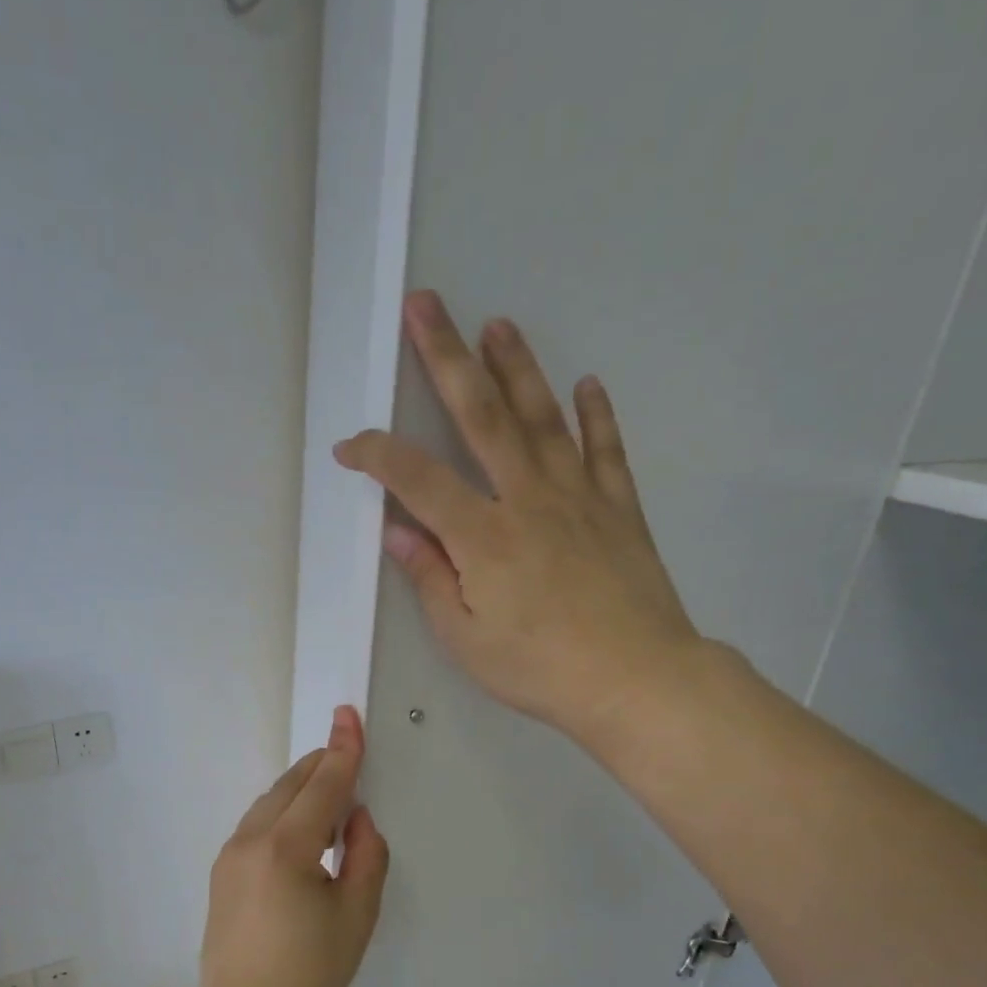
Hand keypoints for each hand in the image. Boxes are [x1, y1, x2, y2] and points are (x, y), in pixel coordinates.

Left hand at [198, 705, 389, 986]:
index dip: (342, 750)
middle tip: (347, 754)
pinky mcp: (221, 874)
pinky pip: (256, 825)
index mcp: (286, 848)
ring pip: (269, 803)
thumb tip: (357, 817)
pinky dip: (282, 813)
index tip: (348, 714)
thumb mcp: (357, 915)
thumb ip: (366, 855)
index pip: (322, 785)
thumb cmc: (312, 975)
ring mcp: (229, 856)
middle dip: (320, 766)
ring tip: (330, 796)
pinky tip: (301, 832)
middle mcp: (250, 841)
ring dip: (300, 790)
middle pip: (290, 785)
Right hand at [334, 290, 705, 747]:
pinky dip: (596, 415)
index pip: (417, 480)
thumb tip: (400, 533)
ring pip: (542, 418)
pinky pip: (605, 450)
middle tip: (427, 306)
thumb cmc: (541, 669)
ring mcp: (578, 497)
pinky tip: (587, 384)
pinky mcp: (619, 508)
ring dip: (516, 368)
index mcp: (483, 537)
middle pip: (480, 416)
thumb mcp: (467, 640)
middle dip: (446, 357)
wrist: (637, 680)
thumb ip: (431, 580)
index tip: (350, 447)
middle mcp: (527, 500)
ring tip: (498, 324)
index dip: (377, 456)